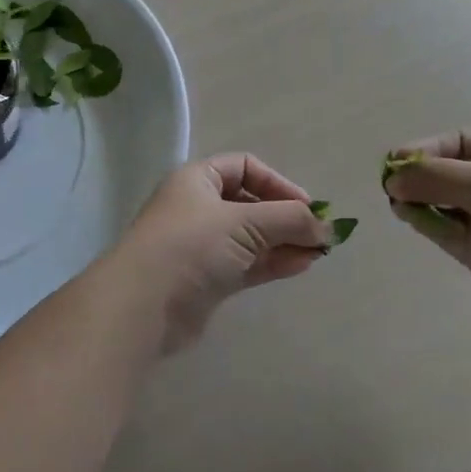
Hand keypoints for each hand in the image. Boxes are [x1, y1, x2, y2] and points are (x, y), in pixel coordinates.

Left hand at [110, 154, 334, 353]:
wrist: (144, 304)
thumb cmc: (191, 245)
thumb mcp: (244, 222)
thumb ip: (289, 220)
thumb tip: (326, 226)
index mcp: (197, 179)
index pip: (244, 167)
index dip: (277, 183)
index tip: (306, 206)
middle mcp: (197, 207)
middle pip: (250, 203)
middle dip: (285, 216)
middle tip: (320, 234)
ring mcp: (201, 245)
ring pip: (250, 237)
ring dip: (283, 242)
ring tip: (319, 252)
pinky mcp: (206, 280)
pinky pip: (246, 263)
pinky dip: (272, 262)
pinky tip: (301, 266)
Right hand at [382, 131, 470, 334]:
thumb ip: (439, 179)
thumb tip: (393, 178)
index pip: (457, 143)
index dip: (427, 148)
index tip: (398, 159)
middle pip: (443, 172)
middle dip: (417, 174)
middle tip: (389, 183)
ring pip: (438, 202)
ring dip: (415, 198)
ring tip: (396, 201)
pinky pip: (441, 230)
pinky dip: (422, 222)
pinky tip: (407, 216)